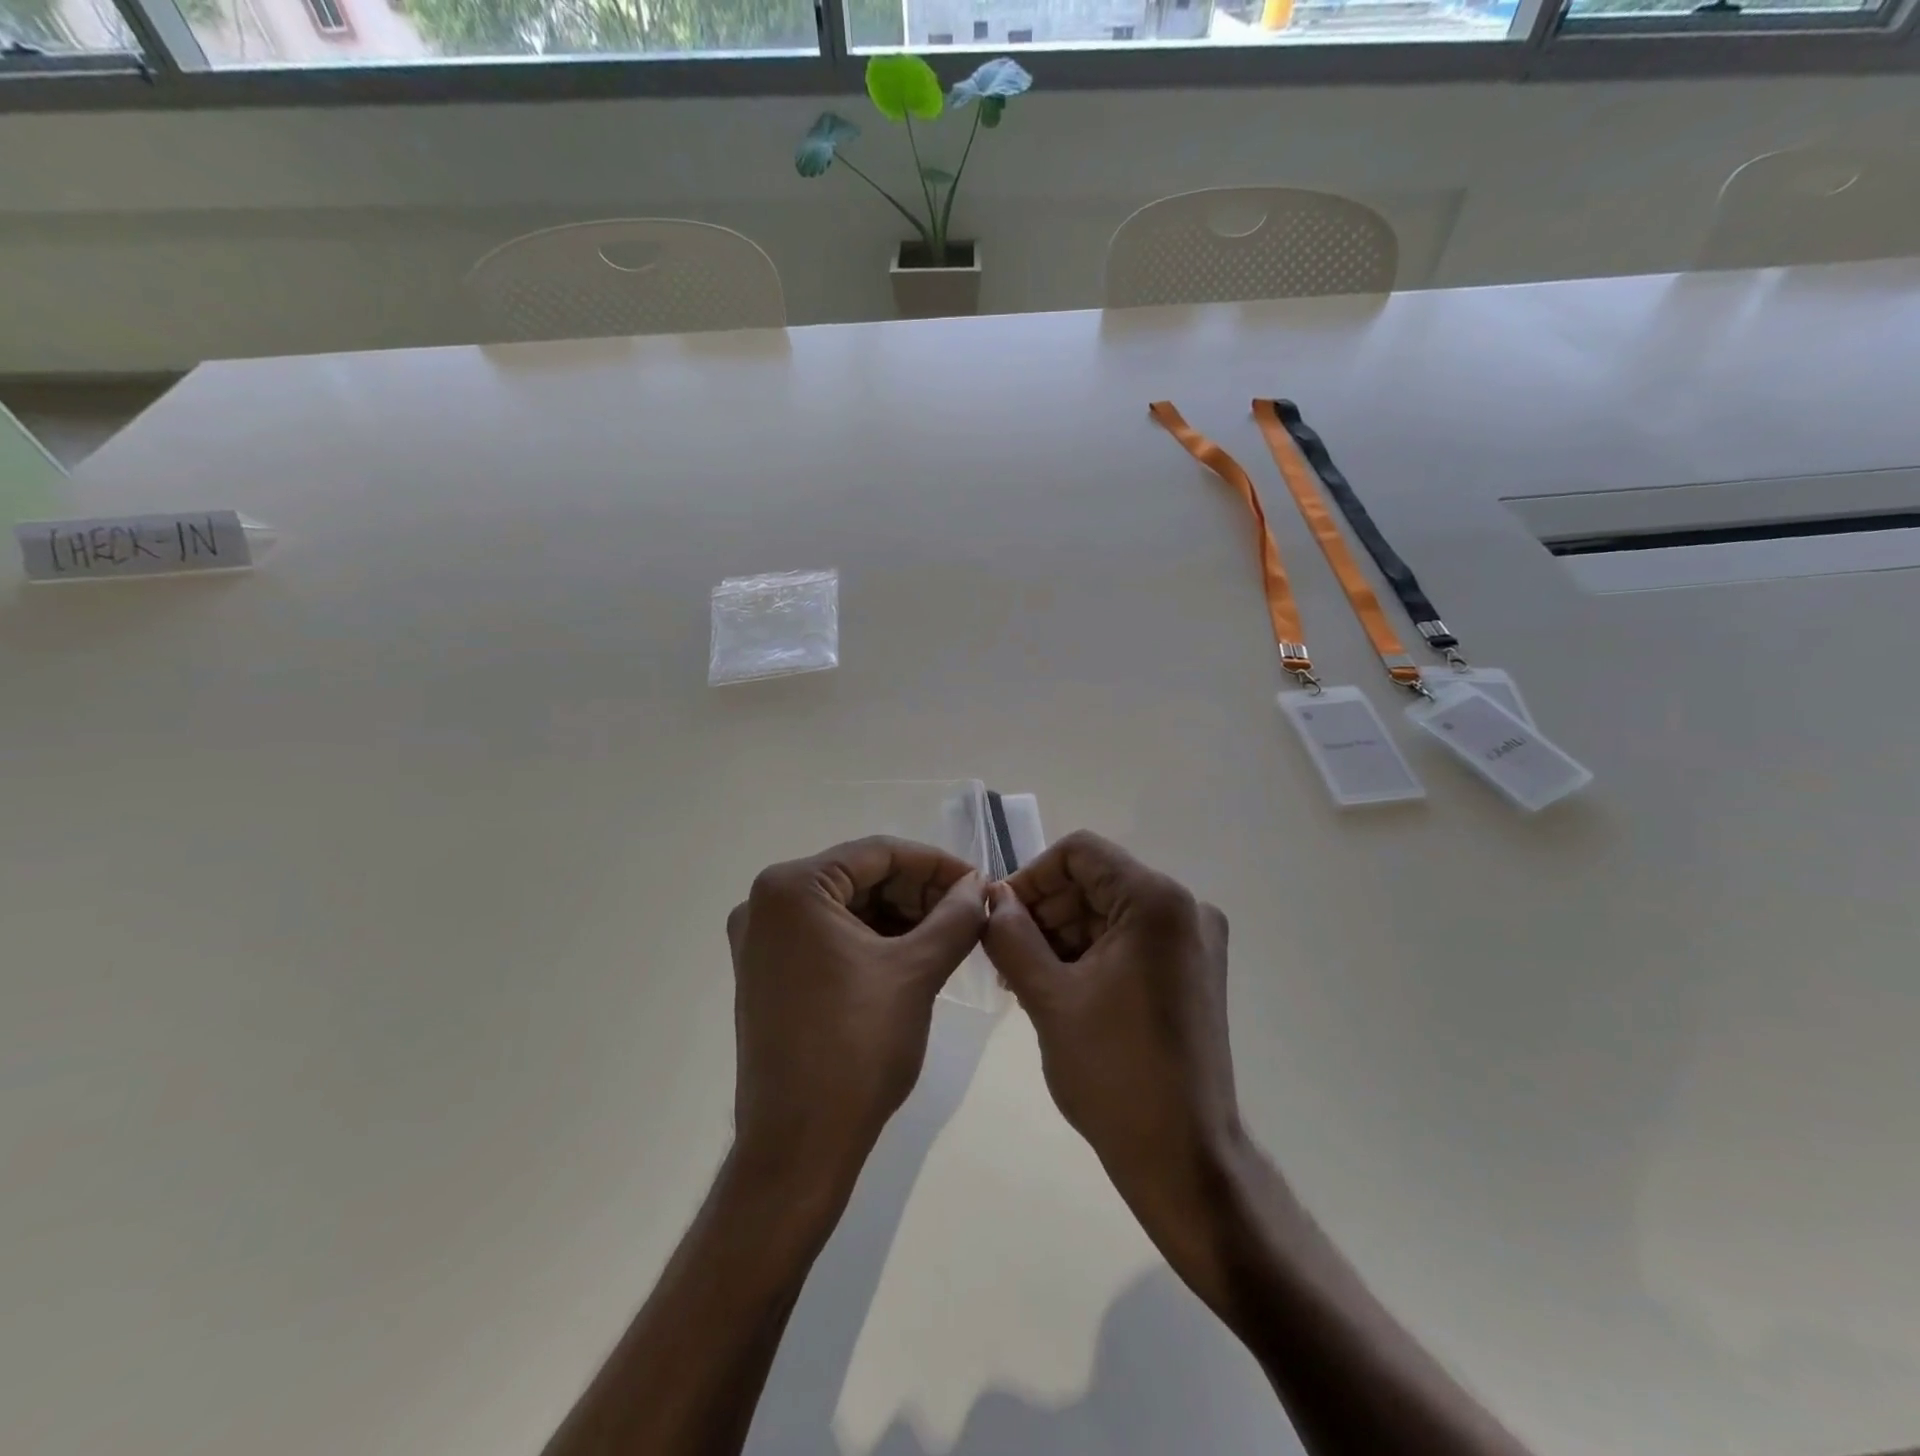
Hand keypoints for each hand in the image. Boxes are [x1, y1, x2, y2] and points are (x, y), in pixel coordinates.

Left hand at [727, 837, 984, 1205]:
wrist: (799, 1146)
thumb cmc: (857, 1047)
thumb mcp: (917, 972)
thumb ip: (955, 917)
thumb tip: (979, 886)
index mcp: (792, 888)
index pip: (877, 853)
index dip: (935, 864)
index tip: (979, 882)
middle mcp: (765, 903)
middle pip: (859, 878)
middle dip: (917, 892)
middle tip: (968, 912)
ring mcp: (761, 941)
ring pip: (847, 908)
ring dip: (899, 916)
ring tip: (950, 935)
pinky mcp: (768, 973)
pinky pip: (829, 937)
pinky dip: (872, 941)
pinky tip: (914, 956)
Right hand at [982, 831, 1241, 1273]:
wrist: (1184, 1158)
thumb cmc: (1114, 1073)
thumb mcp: (1049, 998)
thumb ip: (1012, 936)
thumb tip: (993, 898)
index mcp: (1157, 901)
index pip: (1081, 853)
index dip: (1031, 876)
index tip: (998, 916)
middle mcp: (1185, 908)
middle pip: (1096, 882)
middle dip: (1044, 911)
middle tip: (1002, 954)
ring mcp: (1194, 942)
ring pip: (1109, 912)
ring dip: (1062, 935)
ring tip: (1021, 977)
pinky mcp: (1192, 972)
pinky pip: (1130, 940)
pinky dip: (1090, 955)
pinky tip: (1055, 988)